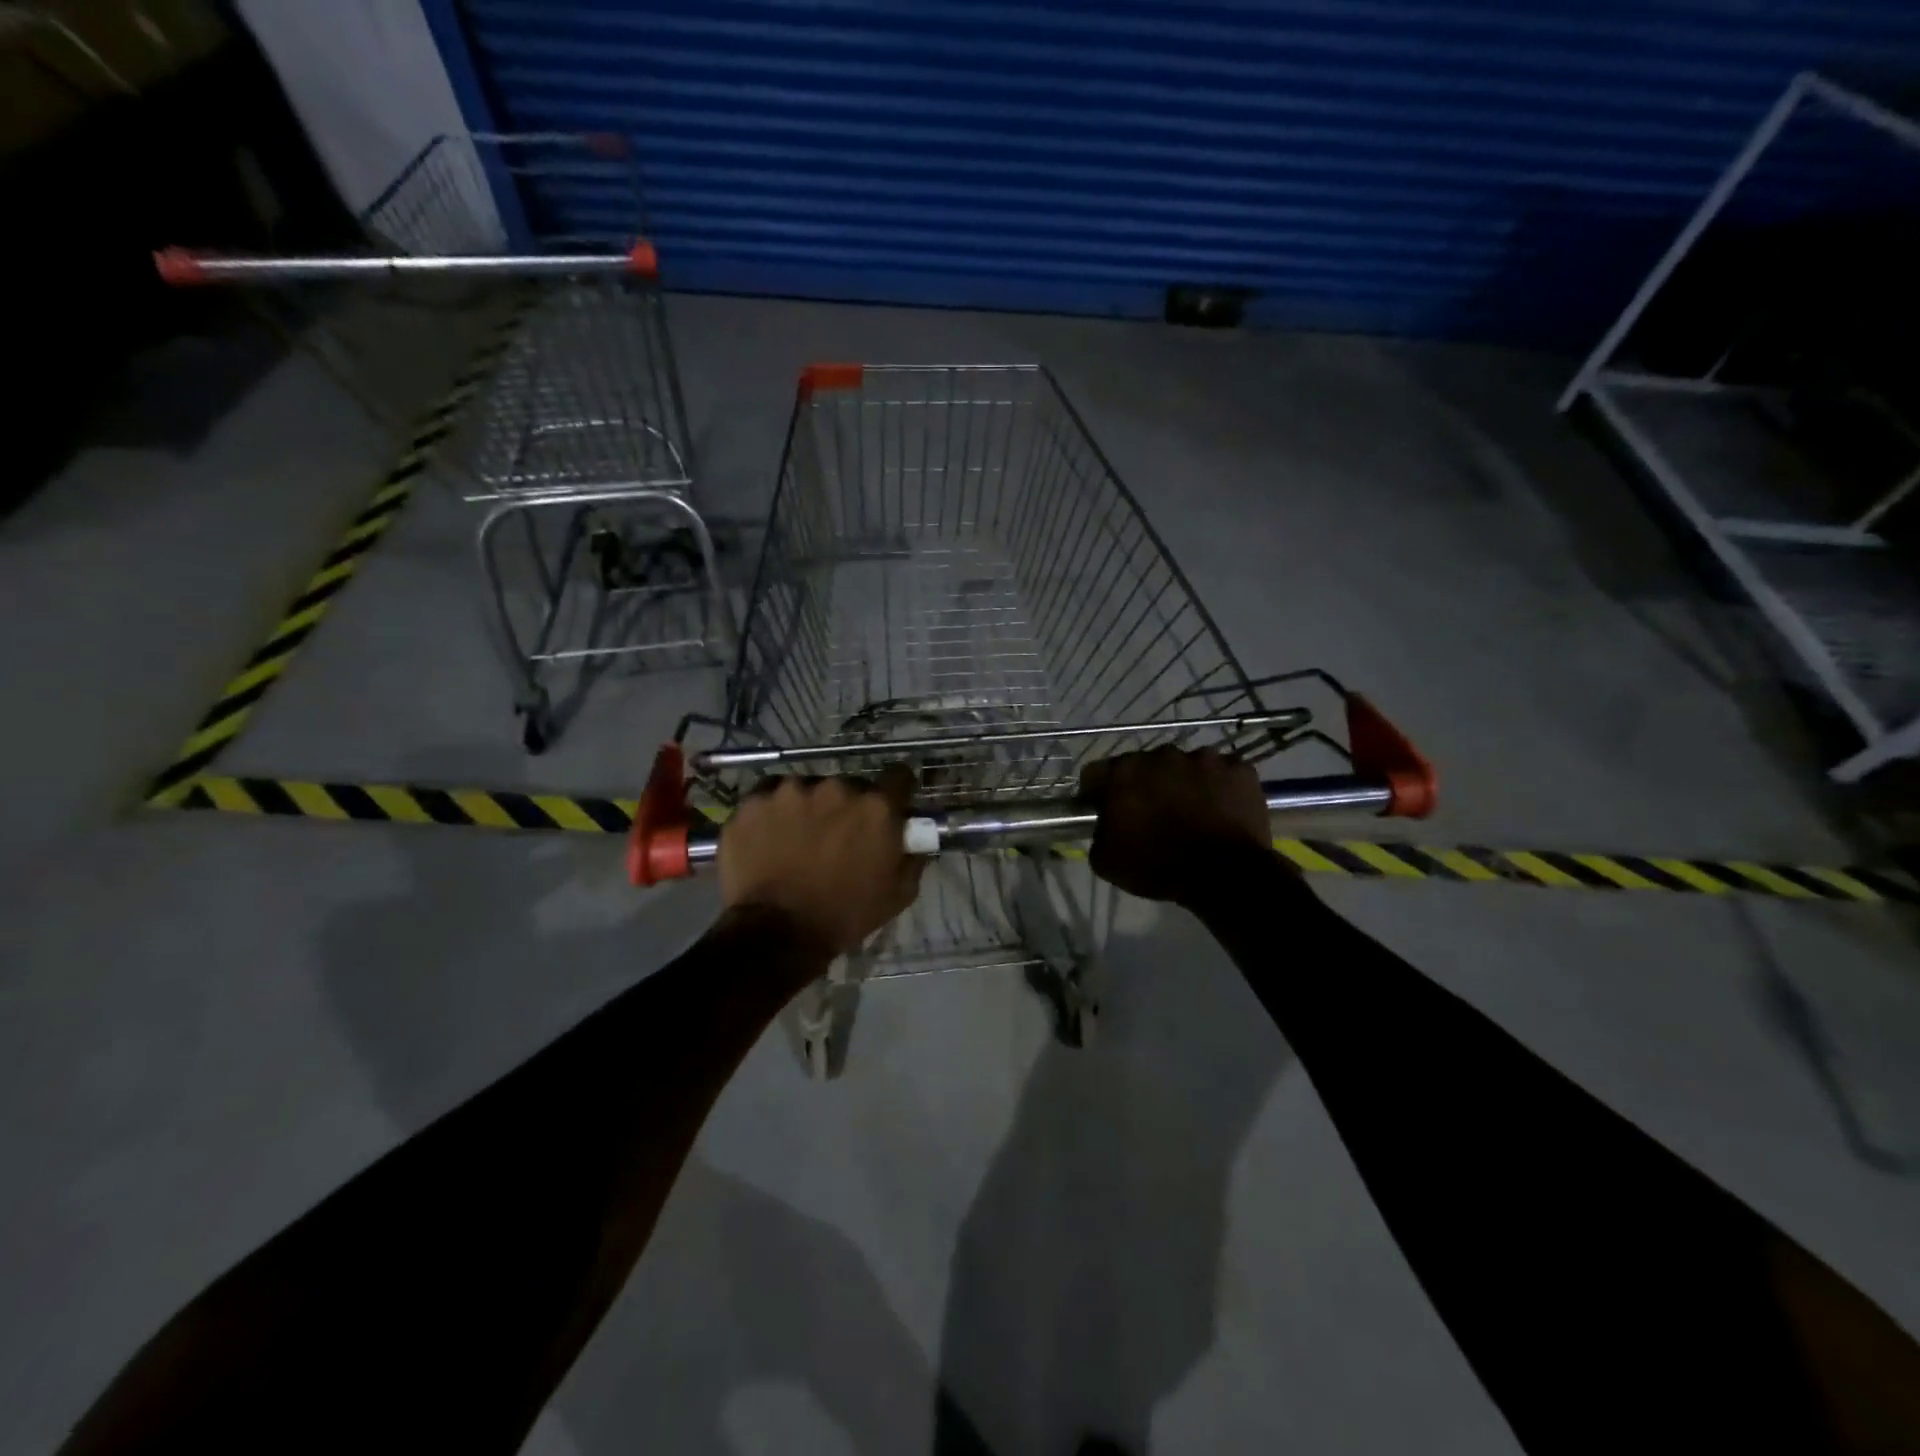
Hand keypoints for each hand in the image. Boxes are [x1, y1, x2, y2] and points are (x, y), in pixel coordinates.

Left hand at [719, 766, 925, 955]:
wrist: (778, 934)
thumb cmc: (845, 915)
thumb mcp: (898, 894)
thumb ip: (912, 857)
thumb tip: (915, 840)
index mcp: (876, 807)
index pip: (898, 776)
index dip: (896, 790)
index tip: (890, 804)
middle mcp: (836, 788)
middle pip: (849, 785)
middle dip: (847, 806)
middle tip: (837, 835)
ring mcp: (790, 791)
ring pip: (806, 790)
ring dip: (807, 808)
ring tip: (797, 839)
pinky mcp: (754, 802)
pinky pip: (768, 797)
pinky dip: (771, 813)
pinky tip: (768, 837)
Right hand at [1080, 747, 1277, 903]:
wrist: (1223, 875)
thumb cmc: (1157, 867)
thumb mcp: (1106, 860)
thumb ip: (1098, 832)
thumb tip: (1106, 824)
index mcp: (1125, 772)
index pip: (1096, 773)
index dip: (1097, 792)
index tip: (1102, 810)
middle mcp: (1162, 754)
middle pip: (1144, 765)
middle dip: (1145, 785)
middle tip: (1152, 814)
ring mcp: (1205, 758)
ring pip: (1186, 766)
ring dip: (1184, 783)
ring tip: (1192, 813)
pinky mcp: (1239, 768)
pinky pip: (1222, 773)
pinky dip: (1219, 788)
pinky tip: (1221, 811)